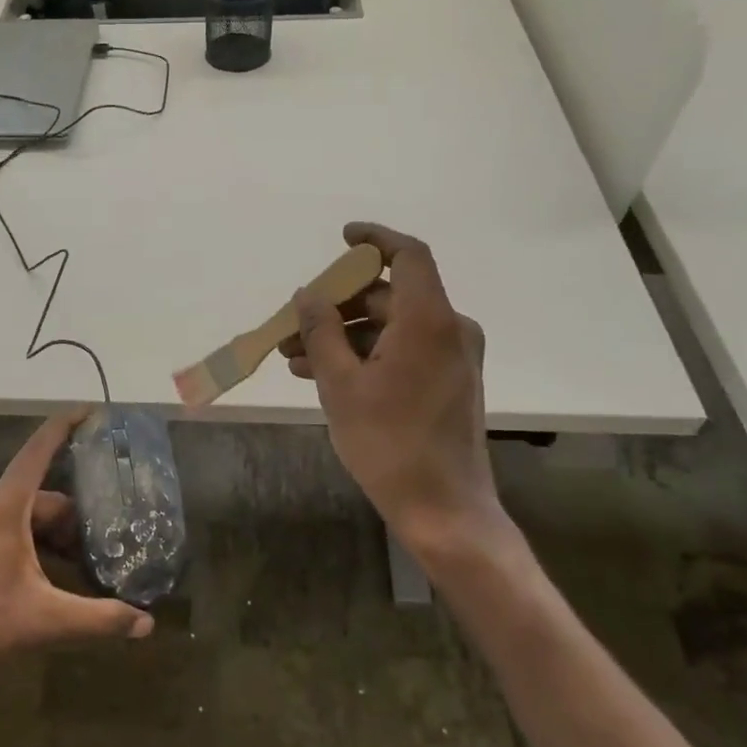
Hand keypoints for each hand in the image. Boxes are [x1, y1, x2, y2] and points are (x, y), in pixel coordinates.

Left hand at [0, 410, 153, 679]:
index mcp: (6, 504)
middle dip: (75, 516)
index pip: (40, 448)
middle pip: (43, 494)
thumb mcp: (46, 620)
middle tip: (108, 538)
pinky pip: (12, 524)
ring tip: (87, 559)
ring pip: (28, 512)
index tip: (92, 409)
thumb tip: (147, 624)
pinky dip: (36, 540)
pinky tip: (53, 571)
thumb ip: (100, 618)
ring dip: (56, 533)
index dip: (66, 424)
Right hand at [281, 222, 513, 562]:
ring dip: (344, 335)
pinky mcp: (448, 381)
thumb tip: (308, 294)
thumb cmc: (389, 443)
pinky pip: (402, 350)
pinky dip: (366, 354)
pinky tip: (322, 374)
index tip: (342, 238)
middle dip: (337, 306)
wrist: (443, 509)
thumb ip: (321, 331)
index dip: (375, 239)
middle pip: (390, 296)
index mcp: (429, 320)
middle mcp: (450, 329)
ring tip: (295, 357)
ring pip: (391, 327)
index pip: (408, 255)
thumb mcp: (341, 384)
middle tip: (293, 325)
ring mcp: (453, 357)